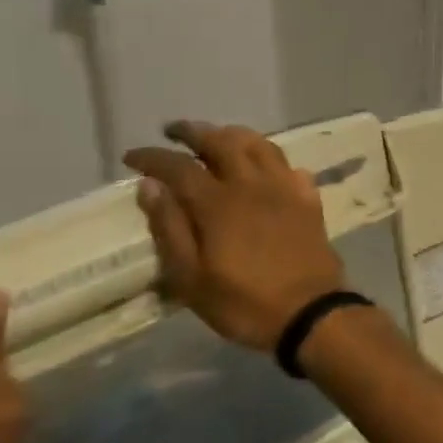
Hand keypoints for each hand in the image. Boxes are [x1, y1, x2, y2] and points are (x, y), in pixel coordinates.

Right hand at [124, 121, 346, 349]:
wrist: (310, 312)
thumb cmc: (244, 302)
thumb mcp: (190, 278)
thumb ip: (170, 228)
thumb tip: (151, 186)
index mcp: (218, 203)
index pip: (179, 166)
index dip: (153, 157)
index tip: (132, 156)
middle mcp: (253, 184)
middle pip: (223, 141)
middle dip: (194, 132)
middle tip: (174, 131)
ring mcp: (286, 189)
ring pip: (260, 145)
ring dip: (234, 135)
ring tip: (218, 138)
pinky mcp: (309, 200)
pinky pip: (290, 166)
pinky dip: (271, 160)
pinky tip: (264, 168)